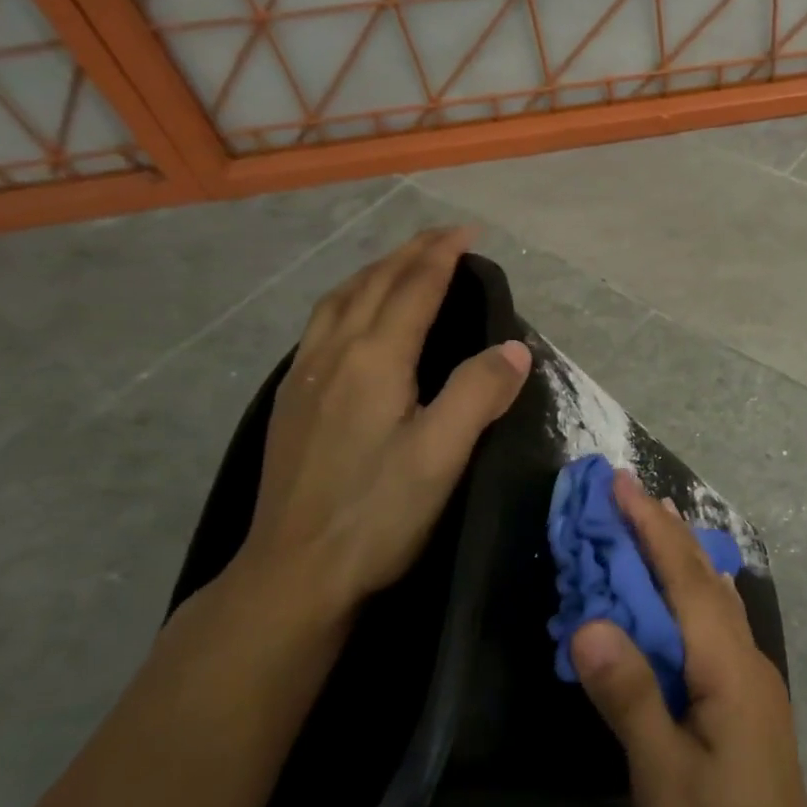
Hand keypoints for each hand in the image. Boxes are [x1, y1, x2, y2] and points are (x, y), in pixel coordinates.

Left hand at [239, 226, 531, 615]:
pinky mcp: (292, 401)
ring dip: (375, 271)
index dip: (441, 255)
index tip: (469, 232)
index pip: (413, 288)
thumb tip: (514, 347)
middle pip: (373, 284)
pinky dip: (349, 299)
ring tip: (401, 263)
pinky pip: (322, 325)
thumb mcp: (442, 456)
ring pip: (340, 300)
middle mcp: (335, 355)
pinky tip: (353, 318)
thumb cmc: (376, 515)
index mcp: (374, 360)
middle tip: (444, 236)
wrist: (292, 574)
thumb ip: (479, 393)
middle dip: (411, 252)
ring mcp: (305, 377)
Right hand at [570, 472, 806, 806]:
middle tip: (626, 494)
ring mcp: (750, 682)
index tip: (620, 484)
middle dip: (664, 532)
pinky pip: (713, 629)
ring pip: (713, 602)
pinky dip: (687, 598)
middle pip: (703, 580)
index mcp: (728, 667)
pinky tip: (673, 606)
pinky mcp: (744, 705)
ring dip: (680, 560)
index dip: (651, 528)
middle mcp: (746, 660)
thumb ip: (629, 695)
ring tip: (651, 529)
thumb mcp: (664, 777)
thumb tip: (589, 621)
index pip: (685, 578)